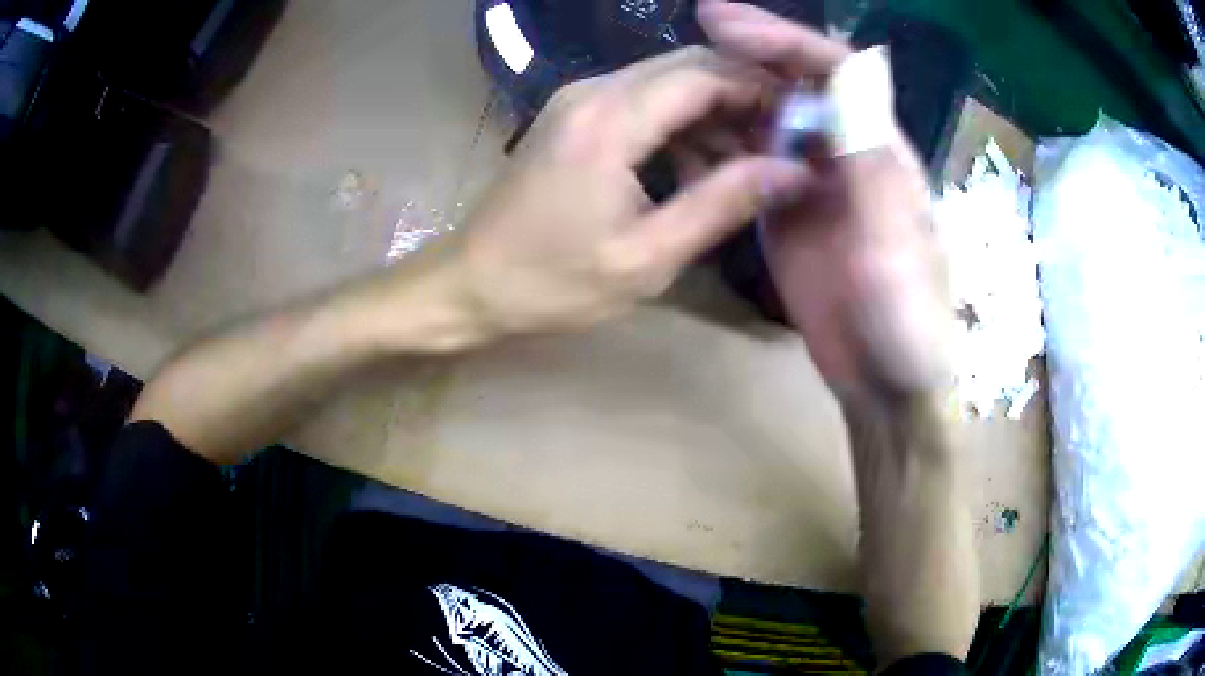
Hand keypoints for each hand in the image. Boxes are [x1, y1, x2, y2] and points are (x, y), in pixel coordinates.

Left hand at [454, 47, 809, 336]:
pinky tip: (701, 168)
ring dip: (715, 112)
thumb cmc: (552, 283)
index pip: (706, 74)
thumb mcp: (647, 258)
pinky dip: (682, 124)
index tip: (803, 126)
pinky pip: (643, 101)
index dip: (762, 91)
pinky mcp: (574, 115)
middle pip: (689, 65)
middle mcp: (593, 92)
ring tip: (750, 165)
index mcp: (610, 121)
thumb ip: (723, 204)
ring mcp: (579, 99)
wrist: (469, 283)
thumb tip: (793, 171)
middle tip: (783, 144)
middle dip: (744, 96)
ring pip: (668, 81)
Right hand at [699, 0, 951, 399]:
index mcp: (879, 151)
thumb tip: (858, 63)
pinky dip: (723, 141)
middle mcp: (847, 154)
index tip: (720, 21)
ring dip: (729, 92)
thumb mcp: (894, 243)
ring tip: (681, 78)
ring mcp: (814, 182)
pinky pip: (753, 161)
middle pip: (797, 84)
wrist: (884, 383)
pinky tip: (691, 134)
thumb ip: (875, 158)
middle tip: (693, 31)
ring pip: (770, 117)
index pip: (833, 72)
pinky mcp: (788, 212)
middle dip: (749, 52)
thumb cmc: (904, 320)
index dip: (780, 39)